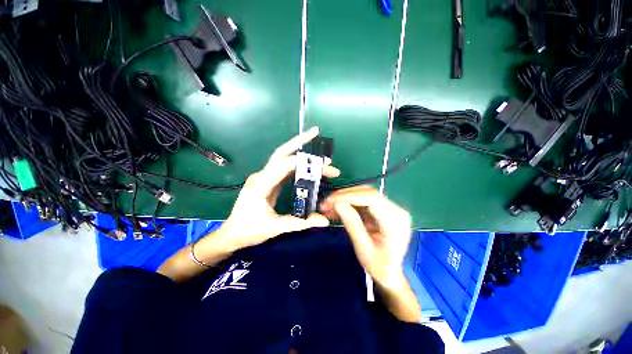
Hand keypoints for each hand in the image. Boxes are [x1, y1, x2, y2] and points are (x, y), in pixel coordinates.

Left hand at [218, 127, 339, 250]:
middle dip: (298, 141)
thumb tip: (324, 221)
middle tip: (315, 132)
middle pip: (281, 153)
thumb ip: (300, 222)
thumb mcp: (275, 227)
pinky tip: (307, 163)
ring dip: (299, 151)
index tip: (323, 163)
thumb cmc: (249, 231)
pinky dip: (297, 163)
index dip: (303, 162)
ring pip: (283, 158)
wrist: (232, 234)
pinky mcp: (268, 181)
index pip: (283, 166)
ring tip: (315, 145)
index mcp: (261, 185)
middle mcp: (262, 176)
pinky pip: (284, 168)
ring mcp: (264, 177)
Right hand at [320, 186, 411, 289]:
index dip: (350, 196)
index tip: (331, 201)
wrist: (390, 274)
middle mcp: (395, 210)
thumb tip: (337, 204)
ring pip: (363, 194)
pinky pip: (362, 200)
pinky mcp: (381, 209)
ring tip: (328, 206)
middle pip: (367, 193)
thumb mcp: (363, 249)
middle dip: (344, 196)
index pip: (372, 199)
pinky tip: (336, 208)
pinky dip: (348, 203)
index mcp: (395, 221)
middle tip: (326, 203)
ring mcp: (389, 208)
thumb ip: (352, 224)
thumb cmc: (379, 267)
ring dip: (344, 198)